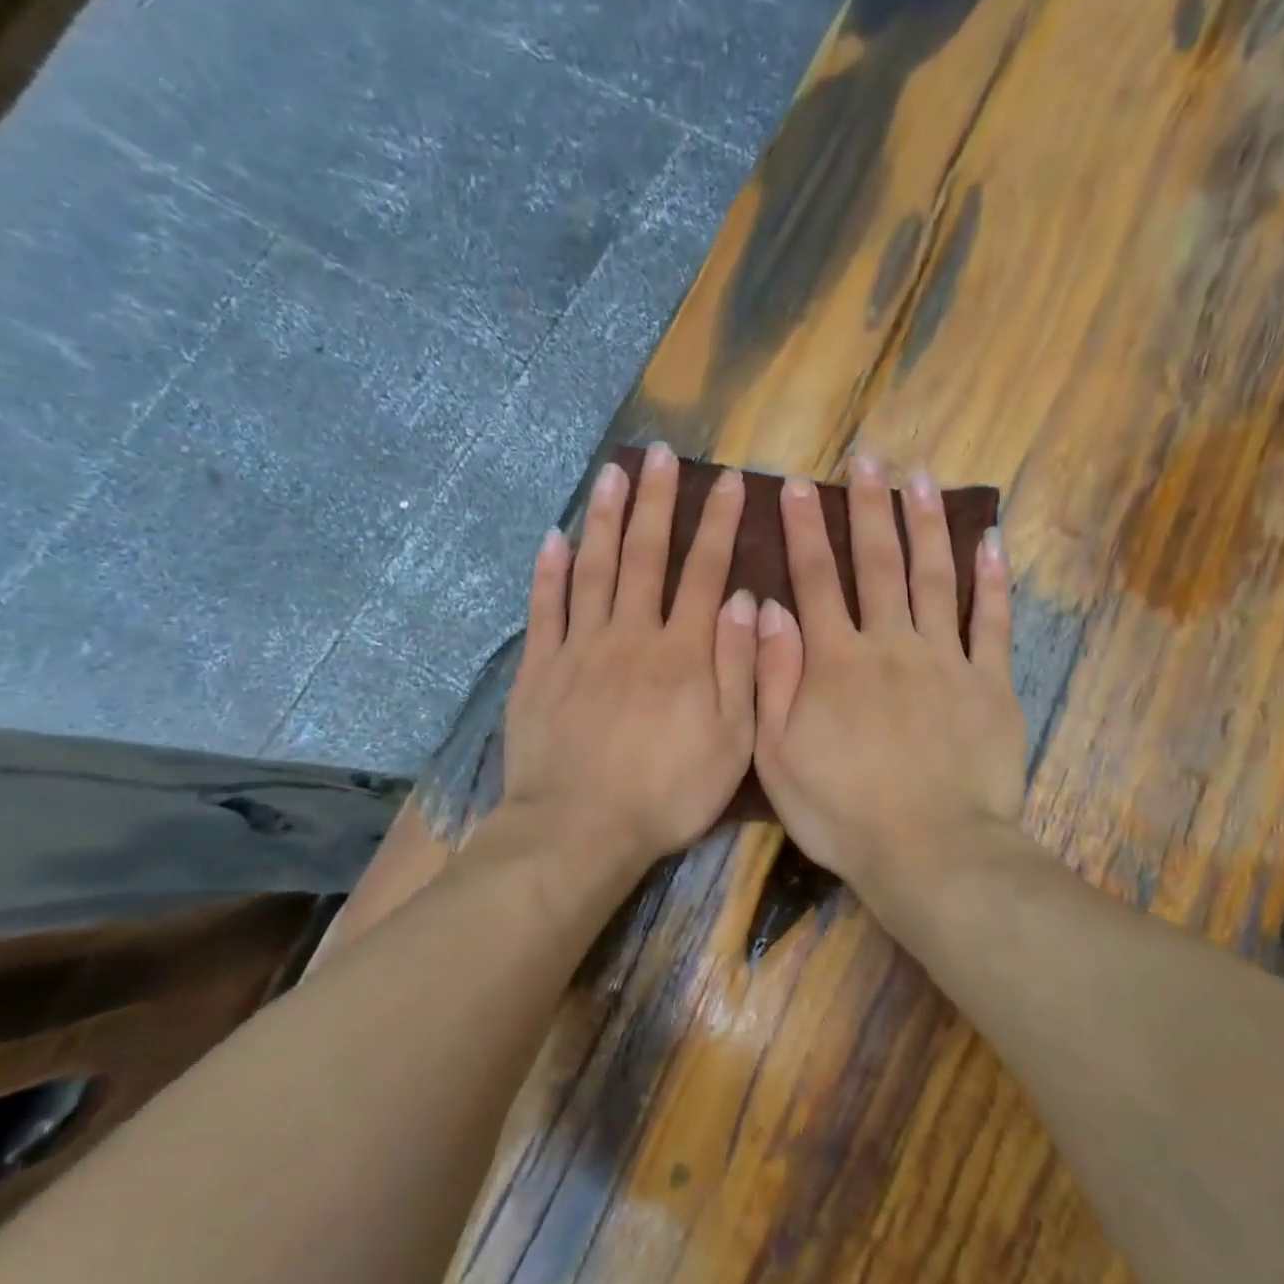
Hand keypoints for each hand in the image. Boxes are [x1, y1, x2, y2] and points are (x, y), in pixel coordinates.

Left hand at [503, 444, 757, 872]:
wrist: (580, 830)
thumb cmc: (667, 793)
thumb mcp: (732, 742)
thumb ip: (741, 668)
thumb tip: (744, 600)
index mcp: (682, 652)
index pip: (705, 571)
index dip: (718, 523)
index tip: (728, 481)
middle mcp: (631, 635)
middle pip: (644, 555)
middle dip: (655, 501)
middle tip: (659, 453)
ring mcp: (579, 648)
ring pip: (593, 568)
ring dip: (602, 518)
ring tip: (610, 473)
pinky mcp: (539, 669)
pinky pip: (544, 610)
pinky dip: (548, 572)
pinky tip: (552, 539)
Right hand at [753, 457, 1026, 903]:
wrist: (930, 852)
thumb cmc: (842, 813)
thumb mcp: (777, 756)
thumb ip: (772, 678)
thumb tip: (767, 608)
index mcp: (835, 661)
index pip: (815, 579)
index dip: (804, 529)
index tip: (796, 485)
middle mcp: (890, 644)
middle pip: (878, 563)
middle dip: (868, 507)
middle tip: (867, 458)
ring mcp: (946, 660)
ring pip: (935, 577)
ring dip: (925, 524)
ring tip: (921, 477)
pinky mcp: (991, 684)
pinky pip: (994, 622)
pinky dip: (994, 580)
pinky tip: (991, 540)